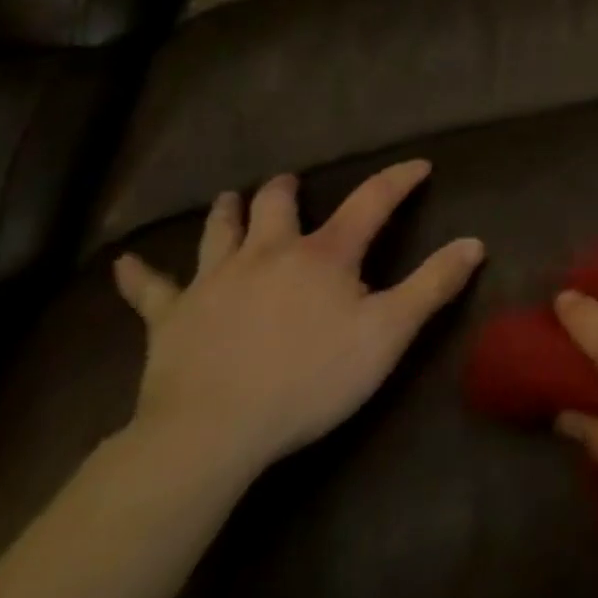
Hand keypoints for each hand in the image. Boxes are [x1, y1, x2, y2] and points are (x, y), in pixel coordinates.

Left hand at [113, 160, 482, 482]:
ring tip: (232, 198)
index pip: (371, 202)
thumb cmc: (310, 380)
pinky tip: (122, 264)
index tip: (419, 166)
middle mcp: (268, 252)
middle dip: (288, 190)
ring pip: (219, 231)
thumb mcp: (388, 334)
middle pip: (277, 205)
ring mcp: (214, 281)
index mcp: (323, 254)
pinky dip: (138, 275)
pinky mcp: (171, 317)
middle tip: (292, 184)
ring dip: (228, 212)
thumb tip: (475, 242)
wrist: (212, 431)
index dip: (398, 180)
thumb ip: (433, 286)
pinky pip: (149, 291)